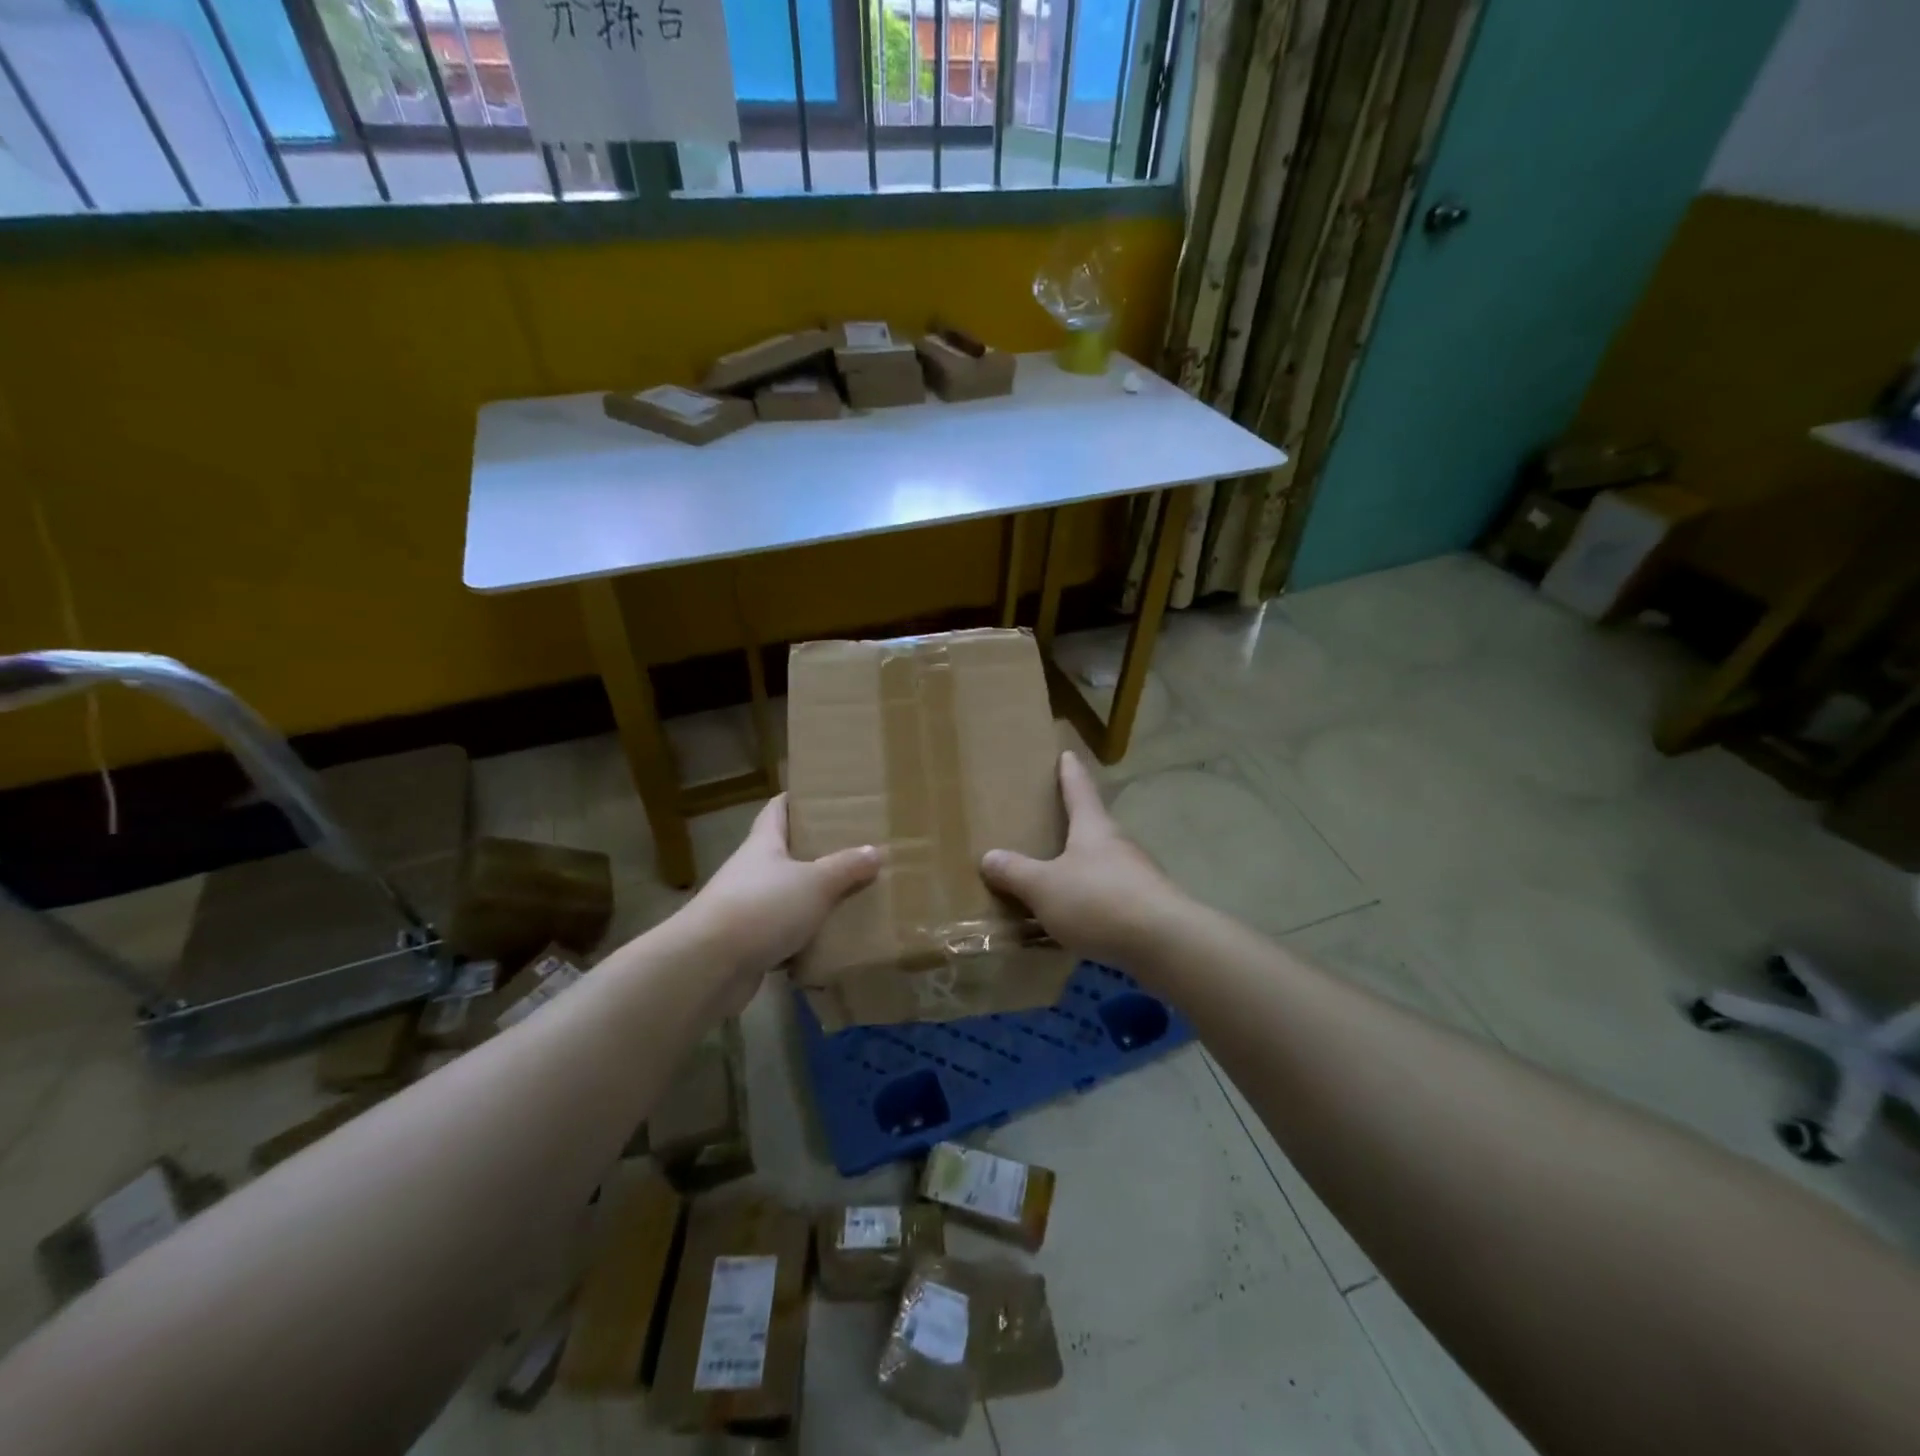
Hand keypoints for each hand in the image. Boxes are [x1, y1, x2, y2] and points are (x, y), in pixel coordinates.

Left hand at [686, 795, 880, 1008]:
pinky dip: (803, 938)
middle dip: (814, 852)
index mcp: (763, 845)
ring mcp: (746, 909)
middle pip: (784, 854)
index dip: (795, 800)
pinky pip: (783, 935)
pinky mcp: (747, 944)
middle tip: (852, 849)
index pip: (777, 810)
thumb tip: (874, 851)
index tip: (821, 796)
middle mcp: (751, 871)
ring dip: (811, 898)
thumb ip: (846, 867)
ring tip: (850, 896)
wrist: (708, 967)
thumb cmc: (762, 908)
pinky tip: (830, 942)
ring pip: (785, 896)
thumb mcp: (815, 883)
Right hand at [981, 751, 1187, 970]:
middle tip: (1054, 825)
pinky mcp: (1148, 907)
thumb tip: (989, 857)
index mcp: (1093, 828)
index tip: (1068, 754)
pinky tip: (1081, 922)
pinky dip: (1094, 902)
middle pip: (1094, 827)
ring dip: (1084, 868)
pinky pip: (1112, 897)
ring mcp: (1138, 876)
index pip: (1079, 790)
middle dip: (1075, 826)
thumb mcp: (1044, 887)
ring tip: (1060, 880)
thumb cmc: (1098, 901)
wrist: (1165, 944)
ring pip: (1104, 864)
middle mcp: (1119, 844)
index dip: (1070, 772)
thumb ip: (1016, 873)